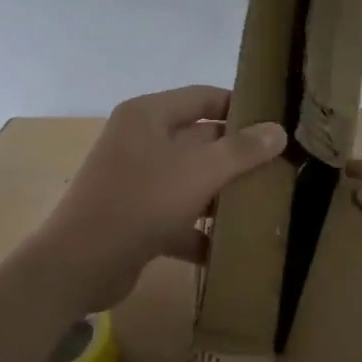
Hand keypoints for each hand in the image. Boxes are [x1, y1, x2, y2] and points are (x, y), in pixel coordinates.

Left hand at [36, 85, 286, 312]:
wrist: (81, 264)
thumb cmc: (141, 202)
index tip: (277, 123)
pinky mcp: (136, 218)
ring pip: (190, 181)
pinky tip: (231, 248)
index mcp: (148, 116)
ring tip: (266, 205)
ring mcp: (136, 182)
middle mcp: (140, 142)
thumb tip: (278, 130)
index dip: (240, 107)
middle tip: (280, 168)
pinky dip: (200, 232)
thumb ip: (241, 151)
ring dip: (222, 196)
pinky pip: (177, 217)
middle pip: (199, 140)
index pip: (203, 97)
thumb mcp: (199, 171)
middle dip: (237, 157)